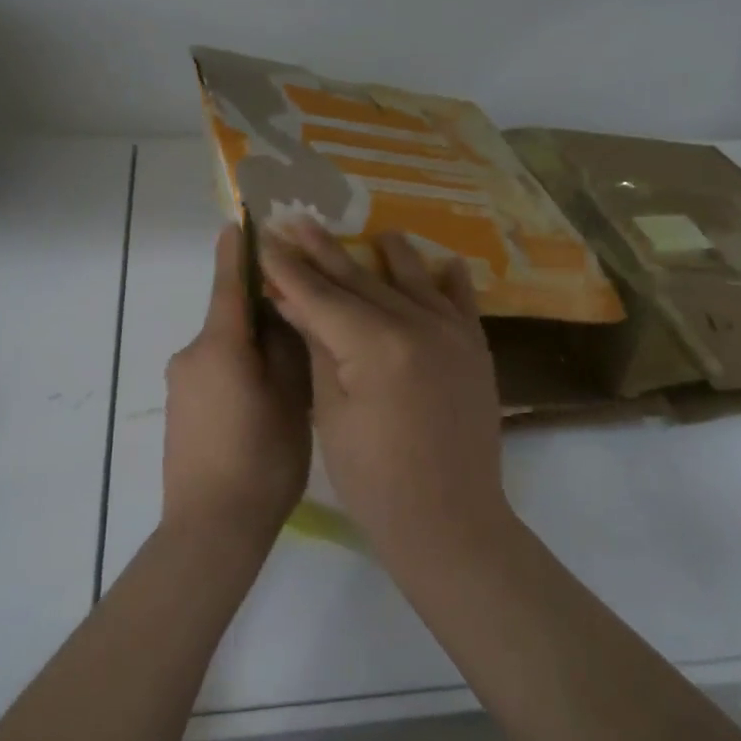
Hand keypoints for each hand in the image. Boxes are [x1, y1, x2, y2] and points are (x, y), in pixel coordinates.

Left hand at [162, 224, 312, 546]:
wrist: (210, 529)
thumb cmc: (261, 461)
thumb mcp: (291, 400)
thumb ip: (287, 349)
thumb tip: (282, 314)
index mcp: (219, 346)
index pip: (229, 284)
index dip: (238, 251)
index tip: (240, 220)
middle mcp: (191, 356)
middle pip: (230, 319)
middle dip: (263, 313)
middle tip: (305, 322)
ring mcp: (180, 384)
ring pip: (225, 349)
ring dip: (254, 348)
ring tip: (293, 372)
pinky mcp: (179, 410)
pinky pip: (214, 373)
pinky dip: (240, 371)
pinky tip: (265, 401)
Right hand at [259, 222, 508, 553]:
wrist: (448, 520)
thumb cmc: (374, 478)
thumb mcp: (332, 411)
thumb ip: (318, 347)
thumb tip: (294, 301)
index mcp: (375, 343)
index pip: (320, 295)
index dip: (289, 268)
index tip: (265, 238)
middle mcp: (418, 325)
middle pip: (361, 280)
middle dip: (325, 251)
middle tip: (298, 220)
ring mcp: (452, 335)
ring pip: (412, 282)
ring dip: (388, 255)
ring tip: (373, 231)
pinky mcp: (475, 351)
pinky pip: (462, 304)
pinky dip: (451, 281)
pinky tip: (444, 262)